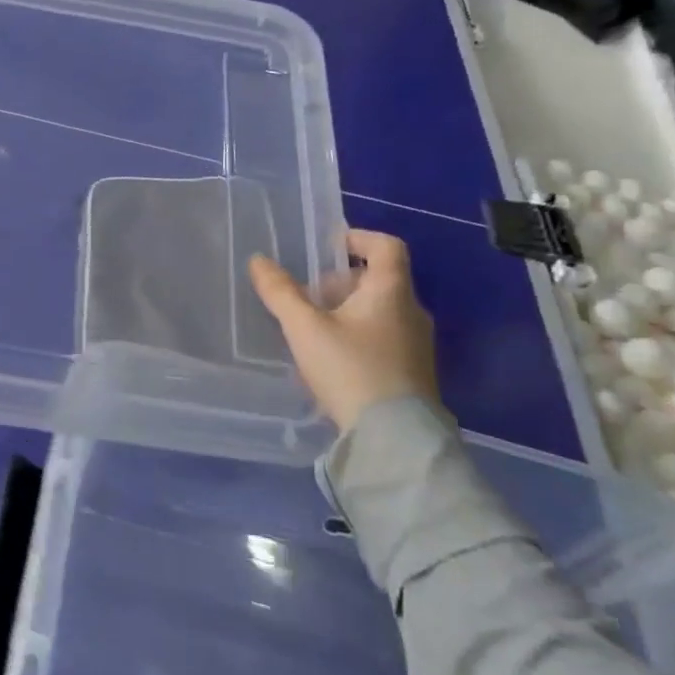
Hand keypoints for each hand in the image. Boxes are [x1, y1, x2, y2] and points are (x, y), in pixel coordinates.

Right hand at [248, 229, 437, 431]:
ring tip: (311, 330)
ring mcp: (416, 343)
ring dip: (345, 310)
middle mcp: (411, 311)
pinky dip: (355, 334)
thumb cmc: (349, 369)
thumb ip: (280, 293)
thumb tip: (258, 260)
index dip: (357, 238)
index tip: (327, 246)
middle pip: (378, 279)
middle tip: (306, 297)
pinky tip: (329, 358)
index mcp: (391, 292)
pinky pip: (382, 336)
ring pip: (379, 309)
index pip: (386, 246)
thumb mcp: (304, 328)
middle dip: (340, 281)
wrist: (393, 436)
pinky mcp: (412, 370)